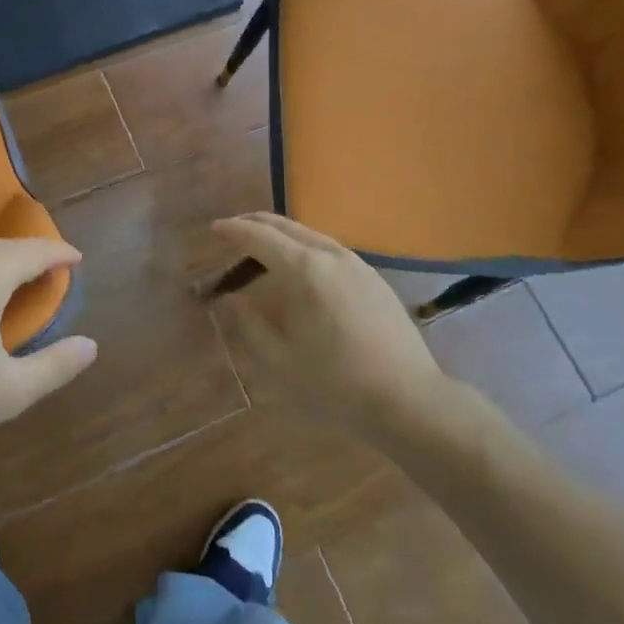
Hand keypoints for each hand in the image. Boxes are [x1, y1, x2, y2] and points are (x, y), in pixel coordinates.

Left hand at [0, 238, 96, 454]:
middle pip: (6, 247)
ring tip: (13, 281)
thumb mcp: (10, 390)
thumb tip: (91, 346)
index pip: (36, 251)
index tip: (77, 260)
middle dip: (32, 256)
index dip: (61, 254)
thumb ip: (56, 366)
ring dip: (0, 261)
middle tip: (50, 272)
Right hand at [210, 213, 459, 441]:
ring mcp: (356, 263)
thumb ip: (250, 323)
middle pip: (285, 226)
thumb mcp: (280, 359)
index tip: (213, 229)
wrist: (409, 399)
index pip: (259, 236)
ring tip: (262, 247)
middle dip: (255, 224)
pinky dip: (304, 247)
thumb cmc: (336, 382)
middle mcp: (330, 254)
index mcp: (304, 269)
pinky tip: (300, 267)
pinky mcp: (373, 278)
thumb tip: (234, 299)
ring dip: (281, 234)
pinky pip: (329, 249)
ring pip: (309, 234)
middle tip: (232, 230)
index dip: (233, 230)